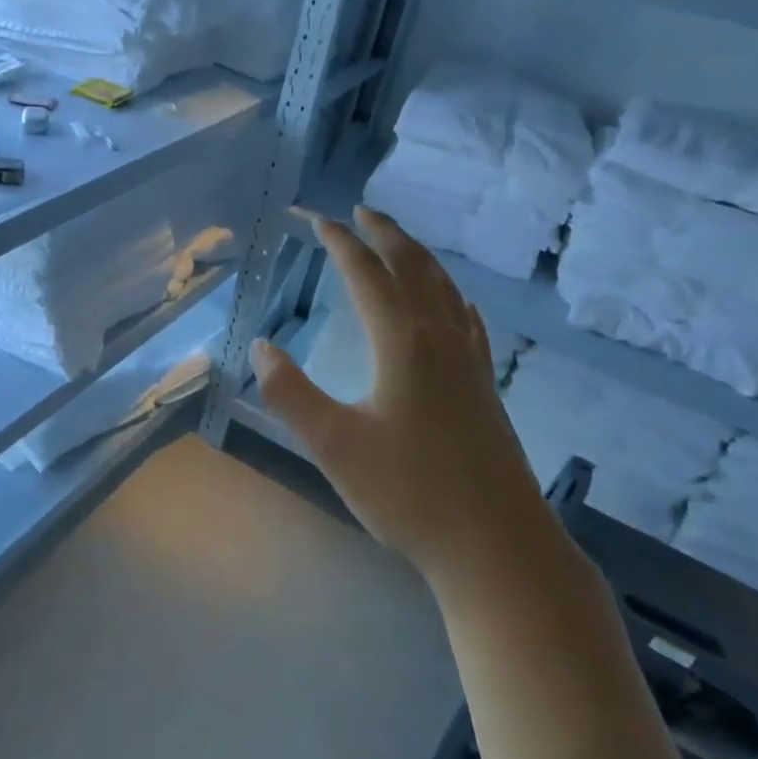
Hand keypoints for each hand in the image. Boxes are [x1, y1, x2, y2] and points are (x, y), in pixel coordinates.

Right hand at [249, 207, 544, 592]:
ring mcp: (471, 362)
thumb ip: (290, 393)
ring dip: (418, 256)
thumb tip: (260, 346)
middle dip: (385, 234)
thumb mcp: (333, 445)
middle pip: (413, 267)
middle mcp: (441, 338)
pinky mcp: (485, 386)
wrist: (497, 547)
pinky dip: (449, 293)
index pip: (367, 274)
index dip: (341, 243)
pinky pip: (466, 318)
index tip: (318, 220)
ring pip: (445, 288)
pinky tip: (452, 303)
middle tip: (361, 211)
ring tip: (398, 243)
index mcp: (403, 342)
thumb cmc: (408, 494)